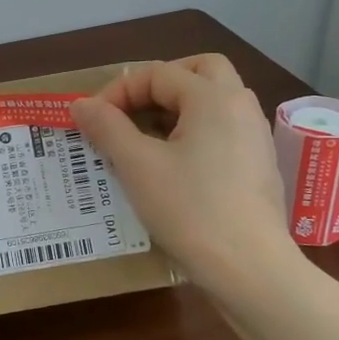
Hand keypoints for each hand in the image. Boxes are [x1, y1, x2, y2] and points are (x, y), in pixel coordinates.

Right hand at [73, 55, 295, 292]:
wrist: (249, 268)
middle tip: (131, 110)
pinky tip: (172, 166)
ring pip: (214, 101)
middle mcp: (241, 106)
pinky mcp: (258, 166)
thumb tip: (80, 104)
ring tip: (145, 138)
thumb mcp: (137, 166)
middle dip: (160, 83)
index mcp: (213, 98)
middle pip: (200, 71)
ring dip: (177, 108)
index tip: (93, 121)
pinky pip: (223, 129)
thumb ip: (107, 127)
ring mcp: (255, 137)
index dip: (118, 91)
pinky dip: (194, 131)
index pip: (158, 73)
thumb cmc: (190, 210)